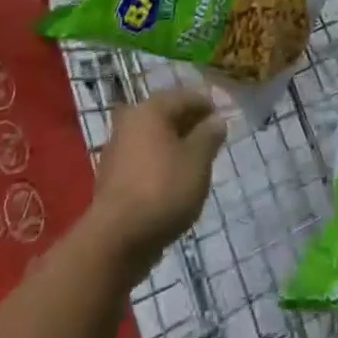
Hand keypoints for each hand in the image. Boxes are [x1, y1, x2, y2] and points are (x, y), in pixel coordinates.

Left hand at [89, 87, 225, 278]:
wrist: (116, 240)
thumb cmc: (163, 190)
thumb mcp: (198, 160)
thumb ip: (209, 136)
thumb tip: (216, 120)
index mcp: (151, 109)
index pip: (186, 96)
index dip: (208, 106)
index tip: (224, 123)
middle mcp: (130, 121)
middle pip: (168, 115)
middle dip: (191, 126)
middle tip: (212, 143)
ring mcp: (117, 150)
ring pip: (155, 138)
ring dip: (175, 146)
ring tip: (196, 165)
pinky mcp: (113, 177)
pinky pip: (144, 160)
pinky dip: (161, 164)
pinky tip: (174, 183)